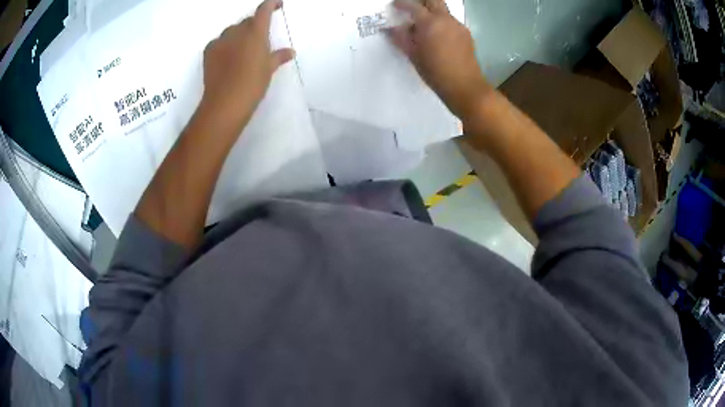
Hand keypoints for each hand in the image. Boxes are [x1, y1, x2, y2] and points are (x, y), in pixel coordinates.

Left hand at [199, 0, 294, 135]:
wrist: (225, 103)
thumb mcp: (269, 70)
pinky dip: (225, 45)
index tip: (277, 3)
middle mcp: (237, 32)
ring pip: (232, 31)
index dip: (271, 4)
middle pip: (247, 21)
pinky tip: (227, 57)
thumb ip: (278, 57)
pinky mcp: (208, 51)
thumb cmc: (252, 85)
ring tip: (242, 51)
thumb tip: (290, 52)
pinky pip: (219, 41)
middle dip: (254, 25)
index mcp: (256, 33)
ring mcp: (221, 41)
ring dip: (239, 35)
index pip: (263, 10)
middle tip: (259, 40)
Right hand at [388, 0, 490, 119]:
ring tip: (424, 26)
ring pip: (443, 10)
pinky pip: (451, 21)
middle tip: (412, 8)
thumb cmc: (435, 72)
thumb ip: (401, 38)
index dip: (402, 3)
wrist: (465, 86)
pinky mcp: (466, 34)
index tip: (395, 5)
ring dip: (432, 12)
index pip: (413, 6)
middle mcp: (446, 19)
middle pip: (433, 0)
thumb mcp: (413, 55)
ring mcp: (458, 25)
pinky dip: (442, 22)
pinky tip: (438, 37)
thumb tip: (390, 29)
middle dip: (421, 1)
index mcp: (430, 23)